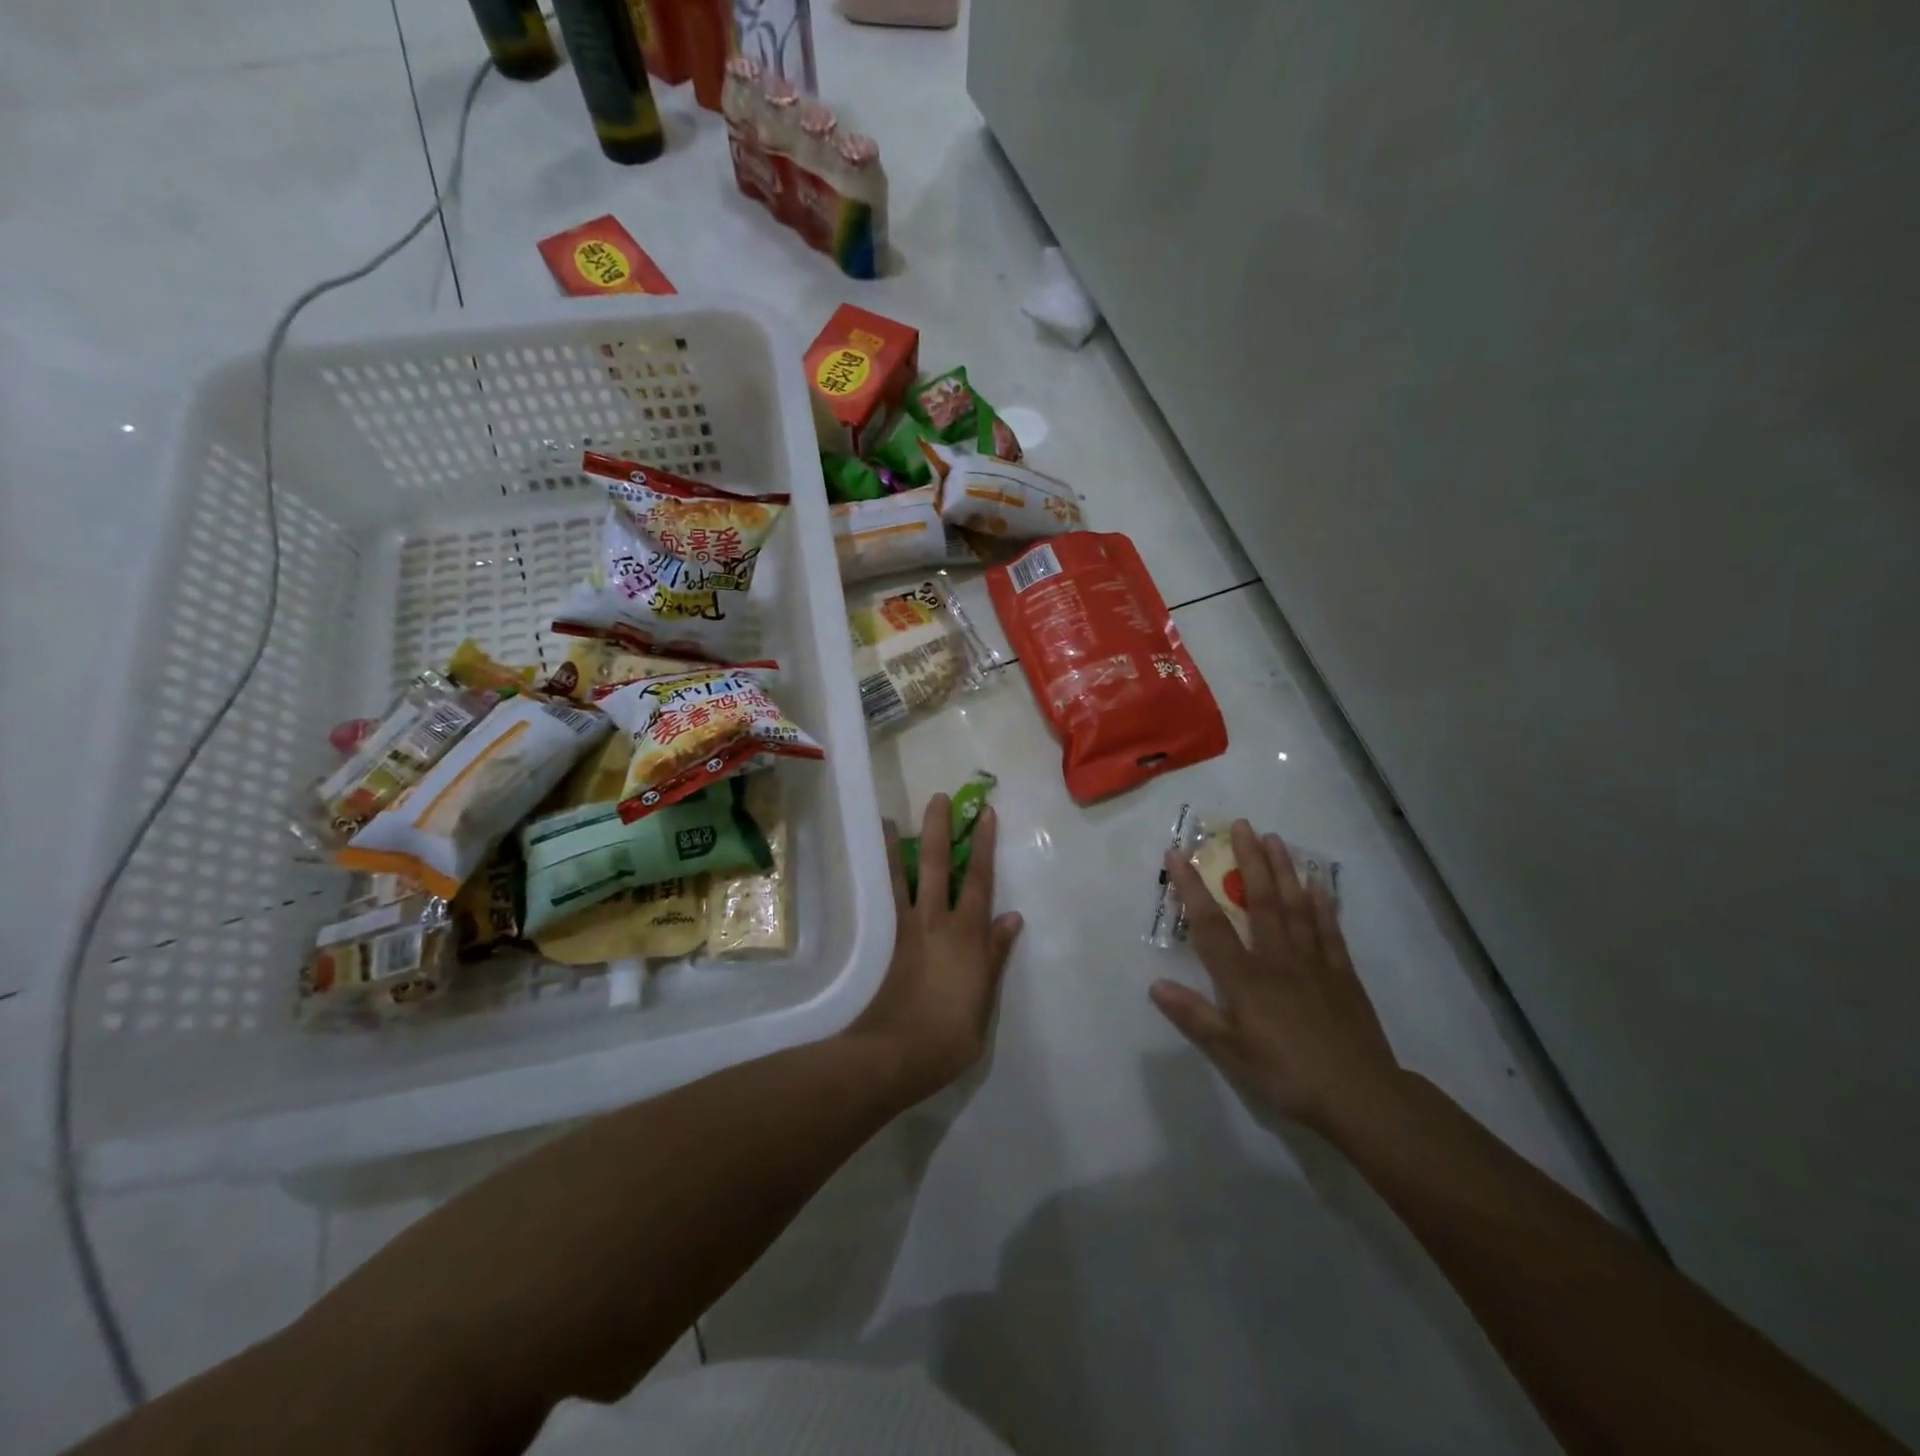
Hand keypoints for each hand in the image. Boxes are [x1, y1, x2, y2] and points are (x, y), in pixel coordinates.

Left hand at [850, 796, 1023, 1104]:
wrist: (894, 1055)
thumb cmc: (949, 1037)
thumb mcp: (984, 1002)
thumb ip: (995, 957)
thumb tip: (1012, 917)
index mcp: (967, 937)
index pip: (979, 881)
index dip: (983, 846)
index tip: (985, 815)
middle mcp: (937, 923)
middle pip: (938, 867)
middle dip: (941, 830)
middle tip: (939, 798)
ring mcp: (909, 931)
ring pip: (905, 878)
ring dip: (902, 847)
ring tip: (892, 820)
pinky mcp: (889, 944)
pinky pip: (888, 901)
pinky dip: (885, 878)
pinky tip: (881, 867)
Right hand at [1150, 820, 1404, 1137]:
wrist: (1361, 1097)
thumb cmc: (1288, 1075)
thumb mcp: (1233, 1053)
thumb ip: (1195, 1017)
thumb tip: (1155, 985)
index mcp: (1246, 979)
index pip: (1211, 925)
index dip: (1191, 887)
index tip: (1179, 853)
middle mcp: (1277, 959)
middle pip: (1261, 901)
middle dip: (1249, 861)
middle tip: (1242, 825)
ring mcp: (1314, 963)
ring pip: (1296, 907)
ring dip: (1284, 870)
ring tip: (1276, 839)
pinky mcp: (1342, 975)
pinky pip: (1329, 931)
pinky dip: (1323, 904)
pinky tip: (1318, 884)